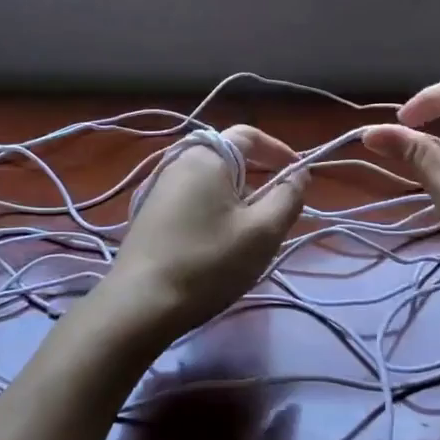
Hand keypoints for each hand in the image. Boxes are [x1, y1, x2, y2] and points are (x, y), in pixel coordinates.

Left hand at [103, 125, 306, 340]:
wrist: (141, 305)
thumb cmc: (208, 262)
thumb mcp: (263, 232)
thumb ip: (288, 196)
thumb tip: (299, 173)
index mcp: (205, 156)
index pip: (248, 134)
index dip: (278, 150)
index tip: (298, 174)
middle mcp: (177, 162)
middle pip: (228, 158)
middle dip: (258, 178)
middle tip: (276, 210)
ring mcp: (158, 188)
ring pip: (210, 182)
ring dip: (236, 198)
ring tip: (250, 232)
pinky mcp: (149, 215)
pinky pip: (192, 199)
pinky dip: (214, 210)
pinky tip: (218, 244)